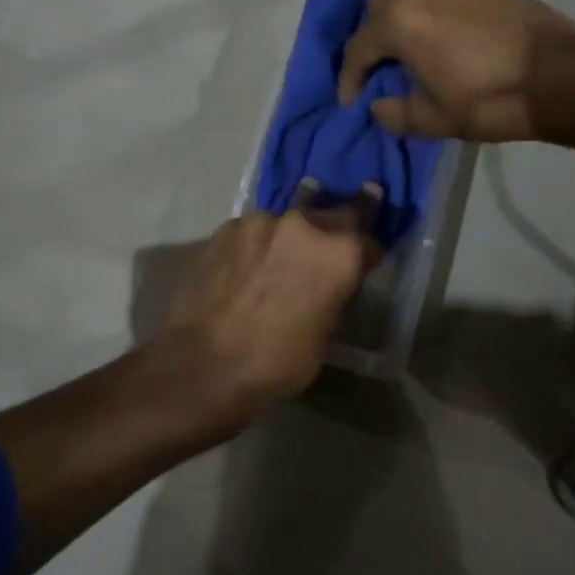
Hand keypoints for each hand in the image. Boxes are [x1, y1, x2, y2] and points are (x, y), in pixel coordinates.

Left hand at [161, 186, 380, 418]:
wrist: (207, 363)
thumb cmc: (279, 358)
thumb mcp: (326, 331)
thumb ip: (333, 292)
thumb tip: (328, 282)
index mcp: (338, 252)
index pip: (367, 236)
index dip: (367, 250)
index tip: (365, 256)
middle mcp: (303, 224)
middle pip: (330, 212)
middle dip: (336, 223)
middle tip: (334, 232)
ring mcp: (260, 221)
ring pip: (285, 220)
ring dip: (289, 234)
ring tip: (280, 255)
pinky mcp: (225, 229)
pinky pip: (251, 231)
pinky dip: (257, 244)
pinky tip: (247, 265)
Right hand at [335, 0, 574, 141]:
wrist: (558, 77)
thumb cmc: (490, 101)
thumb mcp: (436, 120)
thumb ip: (396, 113)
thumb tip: (378, 105)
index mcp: (401, 21)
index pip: (359, 47)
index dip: (350, 77)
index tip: (350, 99)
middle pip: (378, 4)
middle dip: (372, 35)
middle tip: (381, 65)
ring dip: (401, 13)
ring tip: (411, 42)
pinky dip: (432, 2)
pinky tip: (444, 25)